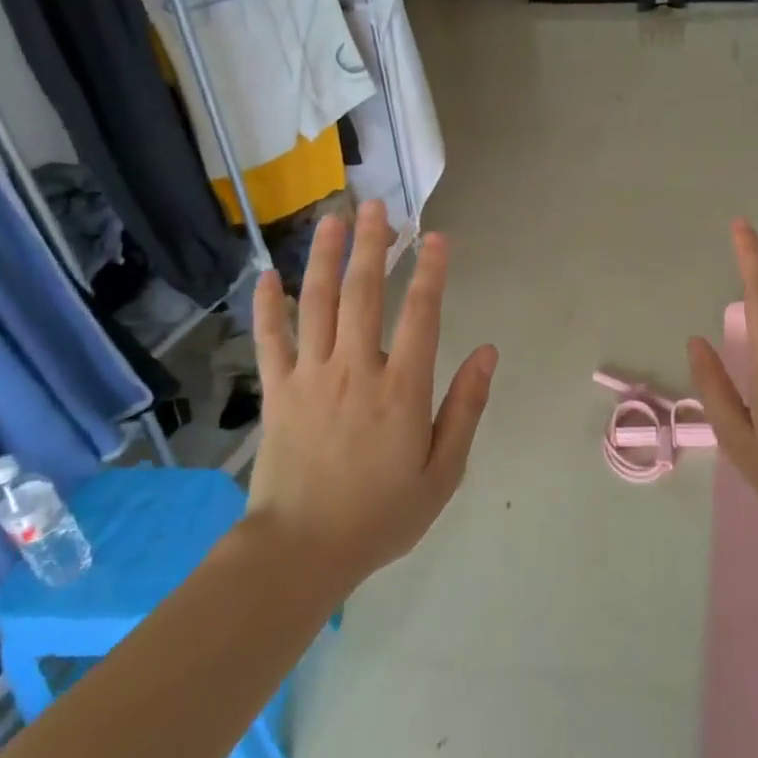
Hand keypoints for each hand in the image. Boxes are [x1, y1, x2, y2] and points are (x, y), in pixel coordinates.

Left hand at [246, 200, 498, 588]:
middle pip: (364, 293)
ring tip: (333, 219)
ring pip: (318, 303)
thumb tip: (488, 352)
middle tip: (378, 206)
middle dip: (373, 245)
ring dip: (326, 257)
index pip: (421, 314)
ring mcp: (310, 377)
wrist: (301, 551)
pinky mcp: (276, 392)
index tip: (437, 237)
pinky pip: (270, 339)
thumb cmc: (382, 515)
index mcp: (402, 389)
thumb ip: (465, 407)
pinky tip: (270, 275)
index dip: (431, 271)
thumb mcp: (443, 471)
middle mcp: (356, 369)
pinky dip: (269, 305)